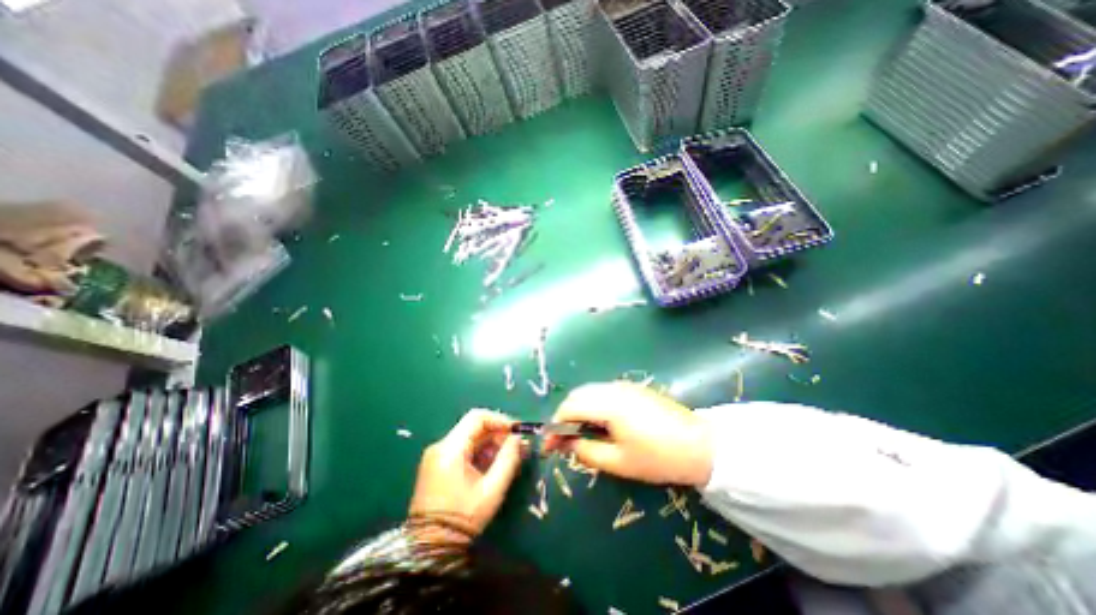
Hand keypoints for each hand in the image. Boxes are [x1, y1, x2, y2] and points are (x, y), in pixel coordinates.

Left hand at [410, 410, 530, 540]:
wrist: (430, 550)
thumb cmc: (463, 518)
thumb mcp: (492, 489)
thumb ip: (508, 459)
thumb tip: (518, 438)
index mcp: (450, 449)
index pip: (477, 418)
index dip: (500, 420)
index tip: (517, 431)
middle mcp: (440, 446)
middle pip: (474, 427)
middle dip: (498, 434)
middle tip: (517, 447)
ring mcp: (437, 456)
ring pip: (470, 438)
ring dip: (491, 444)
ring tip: (509, 458)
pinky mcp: (437, 465)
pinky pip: (463, 449)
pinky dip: (480, 453)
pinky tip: (493, 466)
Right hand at [542, 382, 716, 487]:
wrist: (700, 445)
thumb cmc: (657, 457)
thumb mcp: (618, 462)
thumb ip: (586, 451)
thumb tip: (566, 444)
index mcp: (607, 404)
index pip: (570, 408)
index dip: (555, 426)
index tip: (548, 445)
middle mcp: (612, 388)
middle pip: (577, 396)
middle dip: (564, 416)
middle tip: (562, 441)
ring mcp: (623, 386)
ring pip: (589, 392)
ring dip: (578, 410)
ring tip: (578, 434)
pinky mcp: (632, 389)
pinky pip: (602, 393)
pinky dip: (592, 405)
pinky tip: (598, 423)